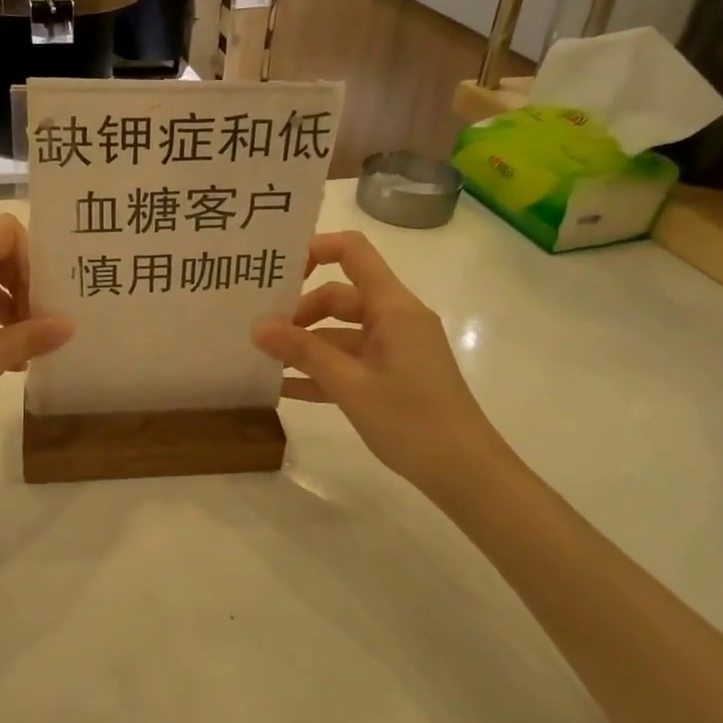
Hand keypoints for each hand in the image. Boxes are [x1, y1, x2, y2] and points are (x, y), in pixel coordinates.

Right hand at [253, 230, 504, 490]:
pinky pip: (351, 361)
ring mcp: (396, 348)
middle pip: (340, 296)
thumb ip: (302, 351)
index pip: (353, 252)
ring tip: (263, 359)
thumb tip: (257, 326)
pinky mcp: (394, 375)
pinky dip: (322, 369)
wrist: (465, 472)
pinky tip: (285, 387)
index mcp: (393, 307)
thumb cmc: (411, 419)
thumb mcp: (349, 384)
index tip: (277, 272)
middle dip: (300, 311)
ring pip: (341, 332)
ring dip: (306, 344)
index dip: (315, 249)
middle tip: (260, 332)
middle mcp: (395, 318)